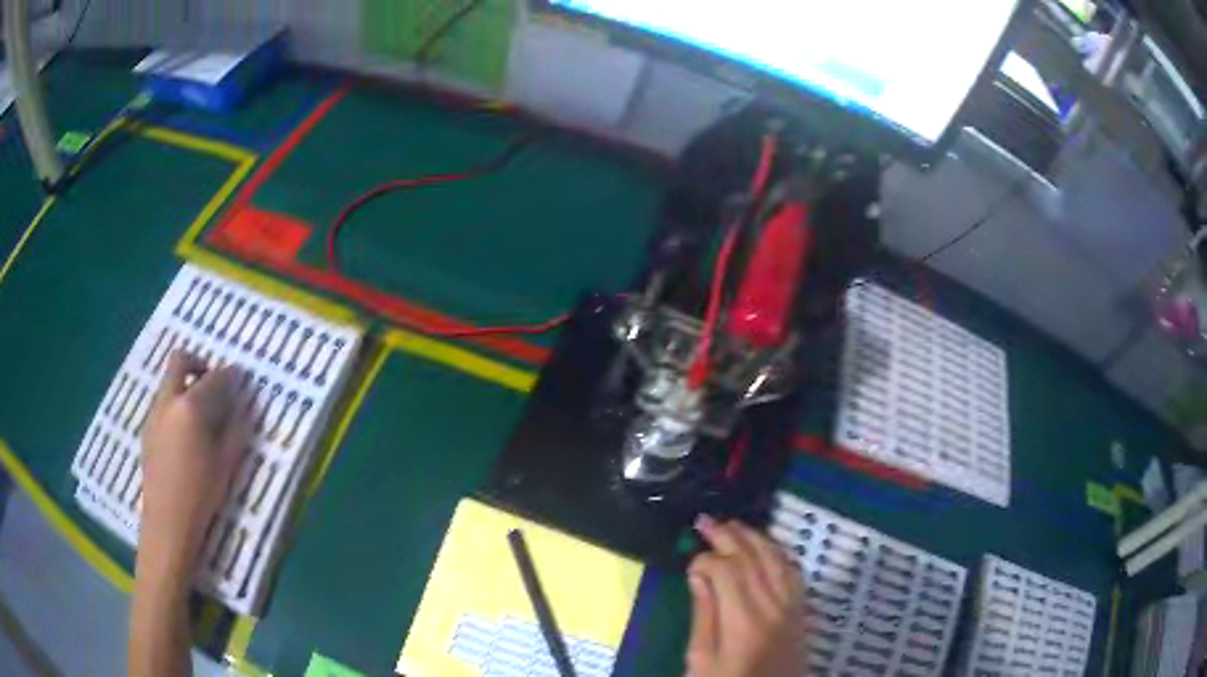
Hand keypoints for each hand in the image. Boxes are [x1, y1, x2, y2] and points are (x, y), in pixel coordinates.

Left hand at [140, 350, 251, 572]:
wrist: (167, 522)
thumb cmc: (201, 495)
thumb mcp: (226, 463)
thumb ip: (236, 428)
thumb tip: (242, 404)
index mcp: (191, 407)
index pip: (215, 377)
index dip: (230, 375)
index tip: (241, 378)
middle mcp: (168, 400)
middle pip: (180, 361)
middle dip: (198, 363)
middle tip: (213, 383)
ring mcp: (154, 412)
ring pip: (169, 381)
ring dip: (185, 384)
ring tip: (201, 414)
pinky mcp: (147, 427)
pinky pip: (163, 402)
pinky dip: (176, 404)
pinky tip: (186, 434)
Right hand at [684, 516, 804, 676]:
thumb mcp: (701, 661)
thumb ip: (703, 615)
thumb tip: (698, 573)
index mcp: (743, 620)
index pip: (727, 569)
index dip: (705, 558)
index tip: (689, 562)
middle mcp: (773, 606)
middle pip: (752, 557)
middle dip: (727, 535)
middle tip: (705, 521)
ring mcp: (792, 606)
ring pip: (776, 558)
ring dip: (754, 537)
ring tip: (732, 525)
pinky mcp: (802, 610)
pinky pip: (794, 571)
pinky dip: (779, 552)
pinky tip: (766, 547)